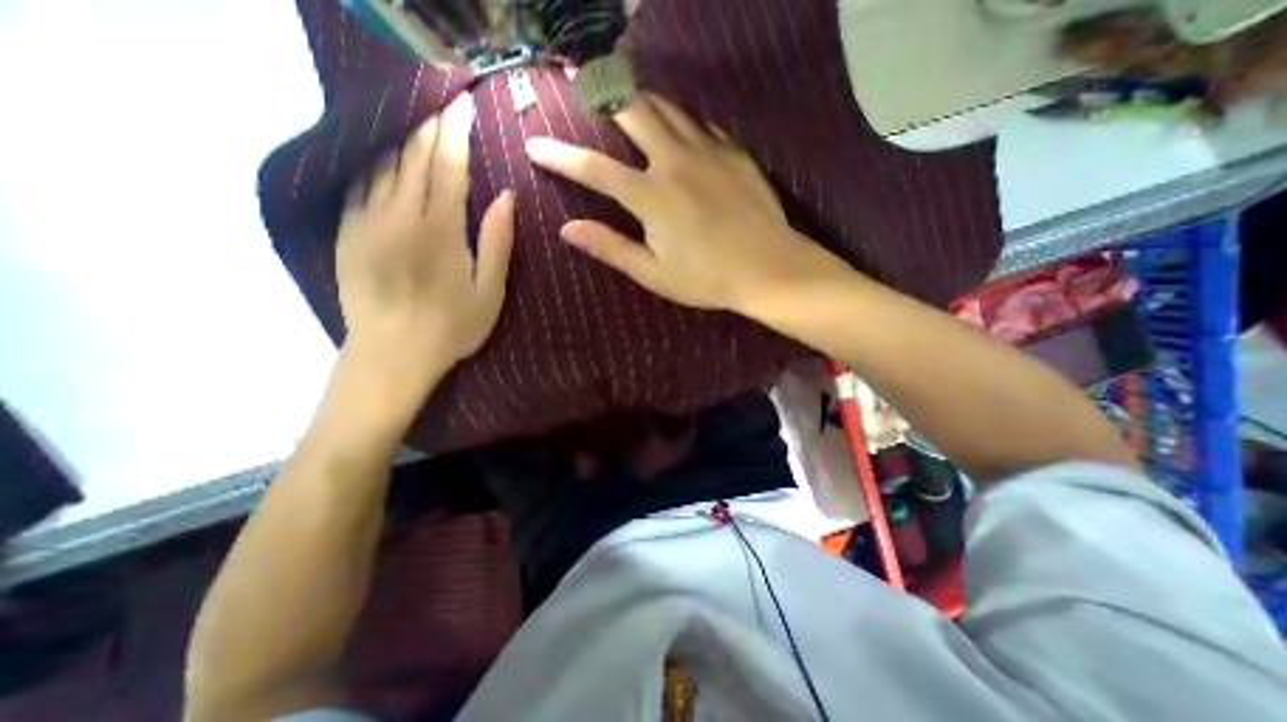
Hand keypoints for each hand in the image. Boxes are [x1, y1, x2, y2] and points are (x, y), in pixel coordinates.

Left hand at [336, 93, 516, 382]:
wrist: (393, 353)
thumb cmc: (453, 326)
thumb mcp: (489, 291)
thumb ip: (497, 241)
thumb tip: (506, 196)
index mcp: (440, 230)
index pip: (448, 166)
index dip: (456, 131)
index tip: (463, 104)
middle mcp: (400, 215)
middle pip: (414, 156)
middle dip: (430, 124)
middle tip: (443, 100)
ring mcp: (367, 219)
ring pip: (383, 162)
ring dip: (403, 136)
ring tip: (418, 117)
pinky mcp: (347, 230)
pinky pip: (358, 181)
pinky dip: (374, 159)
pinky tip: (385, 151)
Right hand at [521, 90, 847, 316]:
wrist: (770, 269)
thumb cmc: (708, 279)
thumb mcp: (654, 273)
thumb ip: (611, 247)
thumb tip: (568, 230)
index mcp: (652, 196)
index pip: (595, 169)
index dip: (561, 156)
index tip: (536, 145)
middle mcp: (676, 161)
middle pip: (633, 109)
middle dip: (602, 92)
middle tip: (581, 80)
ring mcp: (709, 151)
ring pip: (667, 107)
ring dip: (640, 98)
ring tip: (624, 96)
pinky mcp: (734, 151)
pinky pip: (700, 123)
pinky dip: (679, 118)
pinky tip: (675, 127)